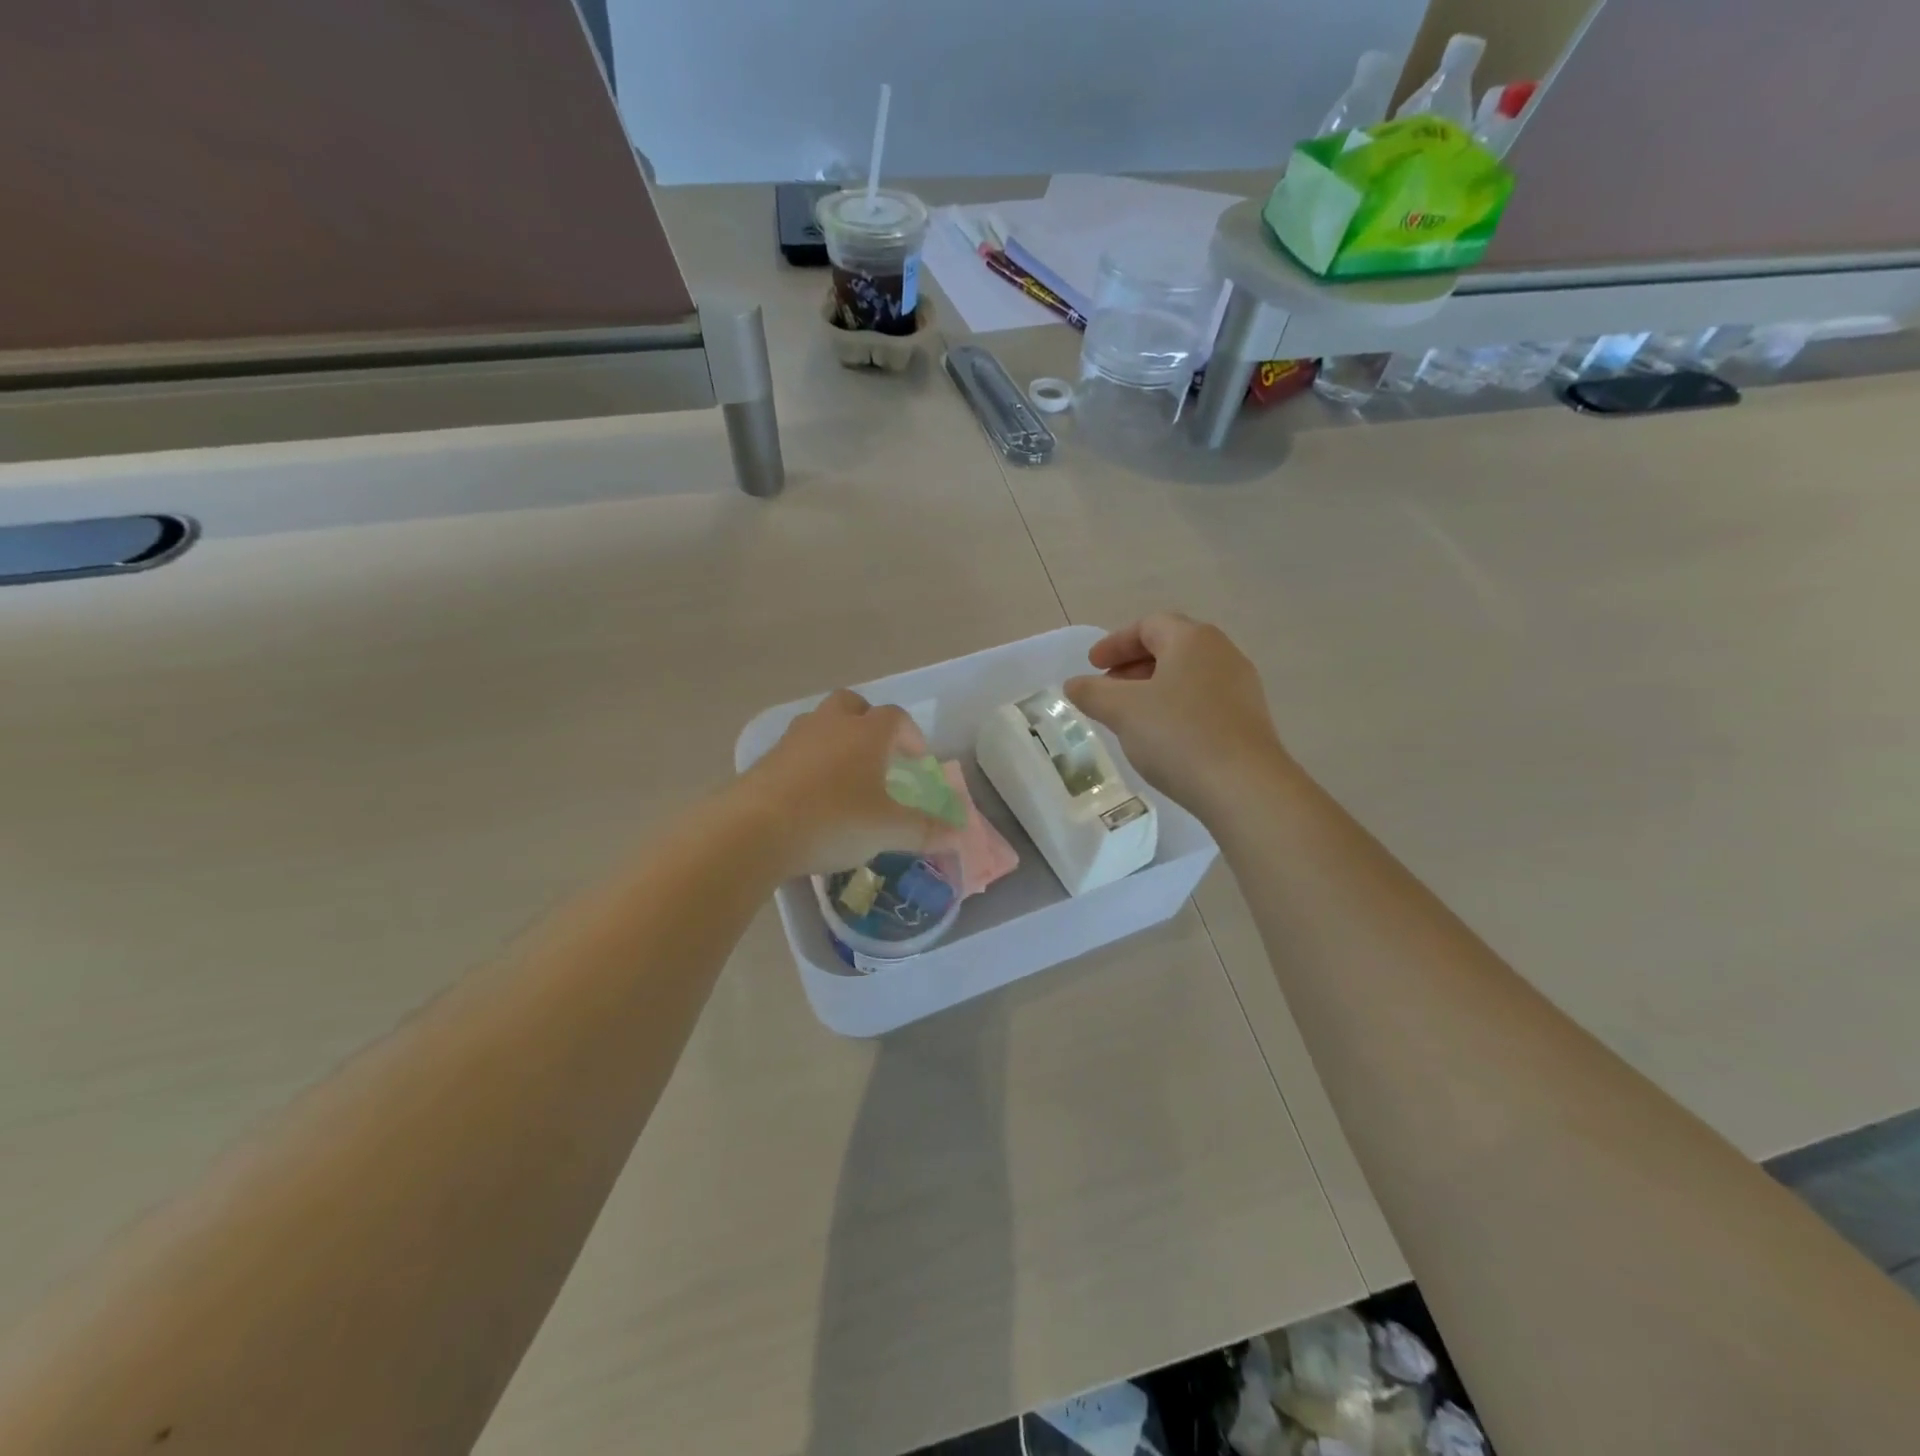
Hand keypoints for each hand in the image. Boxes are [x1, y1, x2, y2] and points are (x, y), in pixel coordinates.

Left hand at [738, 690, 961, 877]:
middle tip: (878, 754)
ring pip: (820, 724)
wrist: (753, 830)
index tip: (918, 762)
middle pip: (852, 705)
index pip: (896, 718)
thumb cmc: (833, 820)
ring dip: (836, 740)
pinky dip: (809, 763)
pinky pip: (795, 750)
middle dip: (869, 723)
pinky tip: (811, 795)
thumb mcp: (888, 830)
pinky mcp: (766, 760)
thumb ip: (925, 830)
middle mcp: (830, 725)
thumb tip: (958, 835)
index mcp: (866, 733)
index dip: (911, 736)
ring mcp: (793, 739)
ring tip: (844, 775)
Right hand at [1065, 613, 1288, 816]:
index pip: (1148, 625)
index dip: (1115, 642)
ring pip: (1188, 675)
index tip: (1092, 665)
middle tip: (1107, 688)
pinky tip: (1162, 735)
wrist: (1244, 787)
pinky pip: (1203, 700)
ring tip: (1131, 714)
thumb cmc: (1178, 735)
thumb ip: (1092, 692)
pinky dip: (1176, 707)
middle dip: (1134, 664)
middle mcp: (1222, 653)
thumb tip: (1074, 684)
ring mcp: (1241, 686)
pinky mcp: (1248, 719)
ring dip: (1154, 687)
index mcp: (1192, 639)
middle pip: (1171, 647)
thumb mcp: (1122, 711)